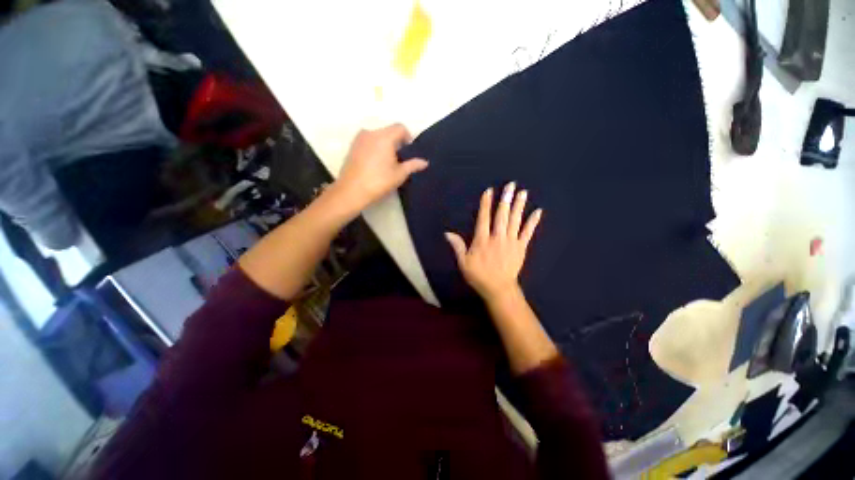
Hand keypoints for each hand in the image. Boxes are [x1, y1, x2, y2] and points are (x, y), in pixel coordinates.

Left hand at [330, 124, 428, 213]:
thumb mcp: (399, 174)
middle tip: (399, 159)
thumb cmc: (379, 181)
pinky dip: (375, 147)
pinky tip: (375, 163)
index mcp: (384, 137)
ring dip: (385, 144)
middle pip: (388, 131)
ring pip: (378, 136)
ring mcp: (359, 138)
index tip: (409, 152)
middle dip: (396, 142)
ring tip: (387, 162)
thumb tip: (425, 162)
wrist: (352, 190)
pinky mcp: (352, 146)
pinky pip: (368, 141)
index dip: (408, 137)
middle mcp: (371, 132)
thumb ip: (413, 165)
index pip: (400, 128)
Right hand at [445, 182, 542, 301]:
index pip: (483, 218)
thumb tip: (447, 233)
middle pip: (502, 216)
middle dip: (506, 199)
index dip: (486, 204)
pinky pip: (528, 233)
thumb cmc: (479, 275)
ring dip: (519, 206)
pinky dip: (533, 222)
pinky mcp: (521, 247)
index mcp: (482, 240)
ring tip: (523, 193)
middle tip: (511, 185)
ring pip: (515, 221)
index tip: (489, 191)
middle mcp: (497, 238)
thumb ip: (457, 246)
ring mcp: (511, 242)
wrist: (499, 289)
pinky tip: (538, 211)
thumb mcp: (463, 262)